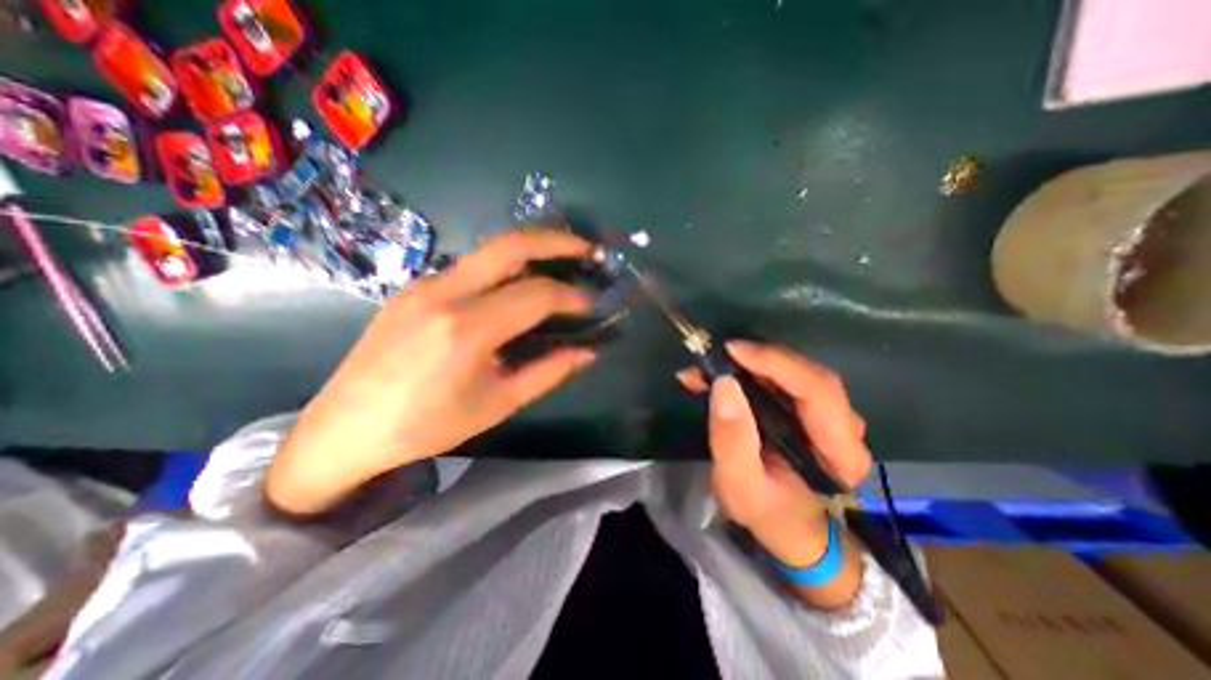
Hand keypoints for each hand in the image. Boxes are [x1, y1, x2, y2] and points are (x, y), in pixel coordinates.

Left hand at [267, 231, 598, 512]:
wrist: (345, 427)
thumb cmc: (427, 425)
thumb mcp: (497, 404)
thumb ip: (548, 372)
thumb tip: (588, 352)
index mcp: (466, 329)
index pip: (536, 294)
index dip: (571, 296)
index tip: (591, 304)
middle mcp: (444, 293)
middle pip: (510, 245)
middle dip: (556, 241)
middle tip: (587, 249)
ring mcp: (424, 284)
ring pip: (489, 251)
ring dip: (531, 250)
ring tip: (561, 260)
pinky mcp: (414, 287)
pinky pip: (470, 267)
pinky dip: (504, 267)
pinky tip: (516, 286)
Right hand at [679, 341, 870, 569]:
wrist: (789, 528)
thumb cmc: (768, 513)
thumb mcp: (740, 485)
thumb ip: (732, 440)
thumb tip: (724, 383)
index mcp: (839, 450)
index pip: (818, 389)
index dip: (777, 362)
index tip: (733, 350)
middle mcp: (844, 425)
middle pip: (806, 374)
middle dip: (759, 359)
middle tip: (715, 356)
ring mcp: (829, 415)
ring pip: (793, 373)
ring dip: (751, 364)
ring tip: (710, 367)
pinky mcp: (809, 410)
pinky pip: (782, 380)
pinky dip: (751, 372)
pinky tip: (721, 374)